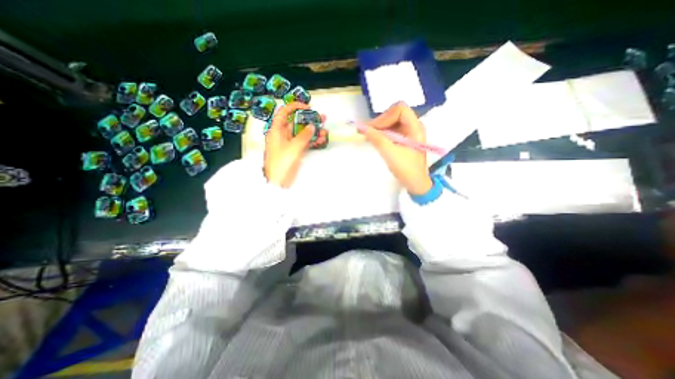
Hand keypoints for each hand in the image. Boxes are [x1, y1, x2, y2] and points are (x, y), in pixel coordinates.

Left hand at [265, 102, 325, 187]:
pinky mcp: (295, 151)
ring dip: (314, 132)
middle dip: (309, 120)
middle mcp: (283, 134)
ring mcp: (290, 143)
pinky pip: (304, 142)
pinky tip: (321, 140)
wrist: (279, 180)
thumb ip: (304, 135)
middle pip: (297, 122)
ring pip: (302, 133)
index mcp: (277, 129)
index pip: (284, 112)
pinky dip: (312, 141)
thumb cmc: (282, 162)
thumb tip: (312, 126)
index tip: (308, 108)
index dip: (296, 107)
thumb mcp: (293, 147)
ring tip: (325, 131)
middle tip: (322, 118)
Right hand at [359, 102, 431, 194]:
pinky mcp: (404, 139)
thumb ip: (375, 138)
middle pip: (394, 114)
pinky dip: (382, 133)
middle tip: (367, 132)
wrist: (415, 183)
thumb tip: (360, 127)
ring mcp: (409, 133)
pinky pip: (391, 130)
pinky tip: (374, 139)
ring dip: (379, 127)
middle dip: (380, 122)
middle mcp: (413, 126)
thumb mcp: (389, 153)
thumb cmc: (406, 169)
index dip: (385, 116)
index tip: (373, 129)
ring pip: (391, 122)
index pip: (400, 109)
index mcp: (415, 127)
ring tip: (368, 135)